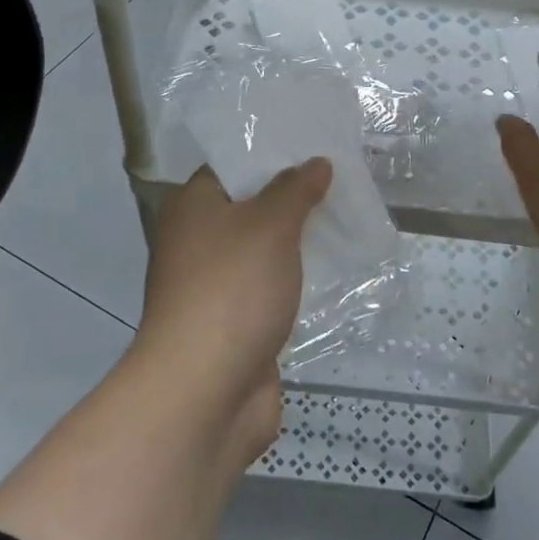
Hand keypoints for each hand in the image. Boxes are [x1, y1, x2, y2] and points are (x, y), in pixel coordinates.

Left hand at [133, 159, 331, 451]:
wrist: (205, 392)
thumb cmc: (232, 290)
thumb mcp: (270, 225)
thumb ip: (295, 189)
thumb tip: (315, 162)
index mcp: (192, 207)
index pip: (232, 166)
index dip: (271, 154)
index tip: (314, 147)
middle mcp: (196, 241)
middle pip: (249, 207)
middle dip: (293, 197)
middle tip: (340, 179)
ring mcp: (214, 286)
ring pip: (262, 250)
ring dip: (296, 241)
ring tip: (346, 217)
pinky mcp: (233, 323)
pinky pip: (269, 288)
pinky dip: (294, 279)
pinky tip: (333, 269)